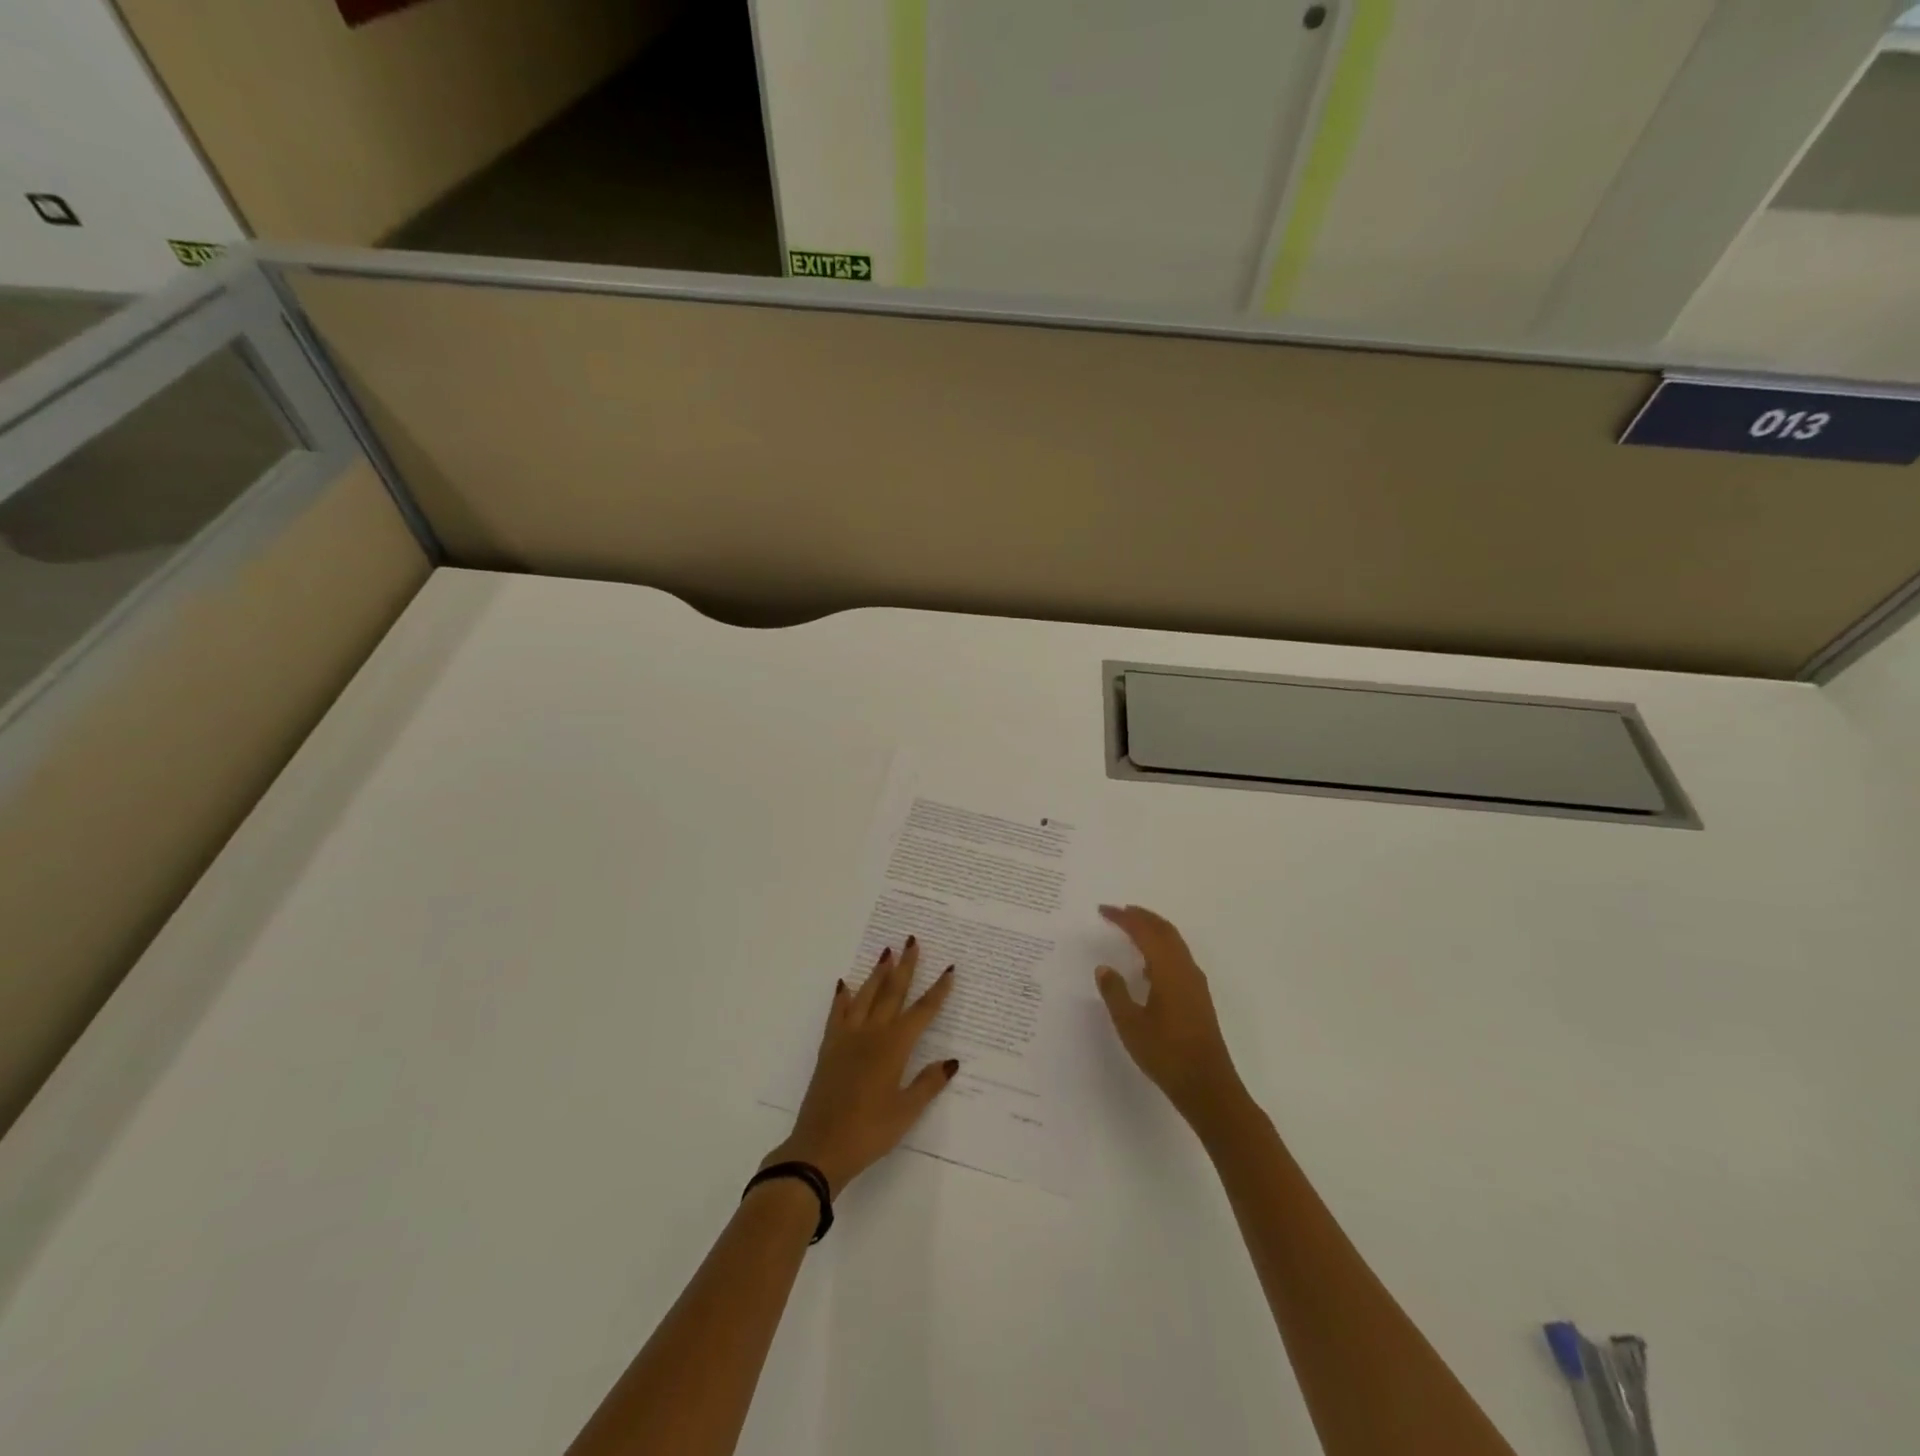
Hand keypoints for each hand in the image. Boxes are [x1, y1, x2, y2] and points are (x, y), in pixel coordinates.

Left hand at [763, 938, 959, 1196]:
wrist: (820, 1146)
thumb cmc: (869, 1132)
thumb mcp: (906, 1112)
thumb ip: (928, 1083)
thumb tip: (951, 1061)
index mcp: (894, 1047)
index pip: (922, 1012)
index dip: (937, 991)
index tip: (949, 969)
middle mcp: (872, 1033)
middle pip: (892, 992)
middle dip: (905, 966)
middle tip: (912, 940)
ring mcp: (847, 1037)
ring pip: (866, 995)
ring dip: (877, 973)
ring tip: (886, 951)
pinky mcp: (829, 1047)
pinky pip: (838, 1013)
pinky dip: (843, 997)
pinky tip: (846, 984)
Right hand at [1094, 905, 1247, 1130]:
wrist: (1208, 1085)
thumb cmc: (1166, 1054)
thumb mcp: (1130, 1024)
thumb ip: (1115, 992)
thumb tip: (1104, 968)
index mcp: (1168, 969)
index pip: (1144, 931)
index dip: (1123, 918)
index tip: (1103, 910)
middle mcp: (1185, 969)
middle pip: (1164, 930)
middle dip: (1141, 916)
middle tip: (1119, 910)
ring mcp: (1195, 983)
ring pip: (1174, 943)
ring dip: (1153, 930)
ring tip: (1131, 929)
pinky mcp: (1198, 997)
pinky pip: (1178, 957)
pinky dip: (1161, 947)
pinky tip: (1148, 965)